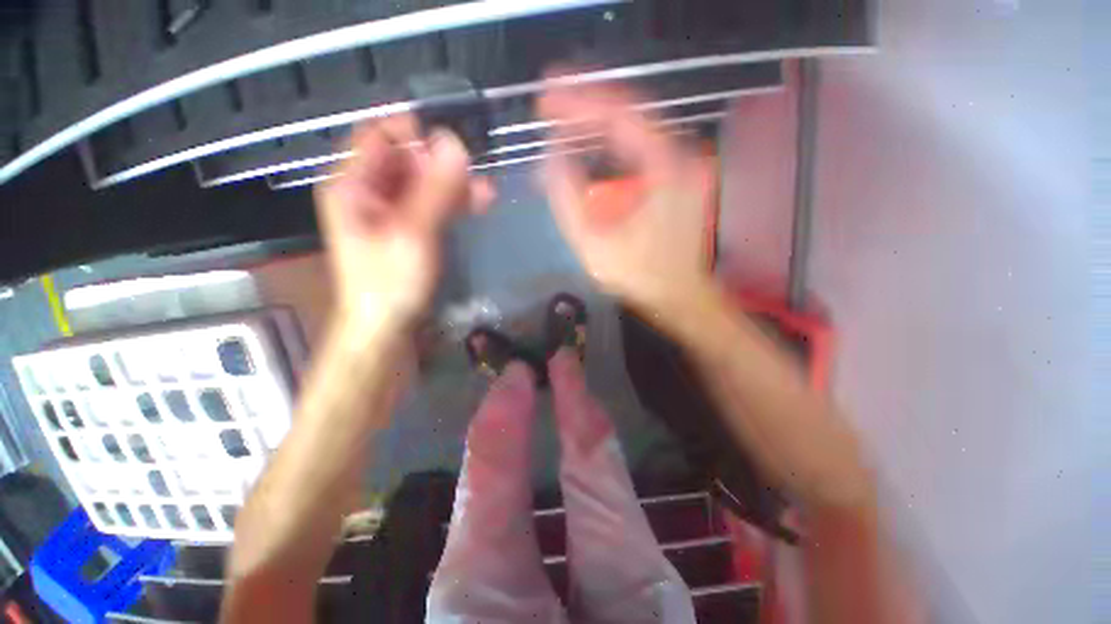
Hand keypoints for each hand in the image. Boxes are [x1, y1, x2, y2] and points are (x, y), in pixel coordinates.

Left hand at [315, 115, 492, 336]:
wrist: (387, 327)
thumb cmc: (390, 282)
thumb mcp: (413, 232)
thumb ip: (434, 188)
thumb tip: (455, 142)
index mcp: (354, 184)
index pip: (380, 135)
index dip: (414, 132)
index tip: (452, 140)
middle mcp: (370, 191)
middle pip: (407, 160)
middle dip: (443, 164)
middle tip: (477, 173)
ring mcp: (392, 210)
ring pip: (425, 183)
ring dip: (455, 185)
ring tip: (487, 192)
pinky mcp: (411, 228)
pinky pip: (433, 204)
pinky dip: (455, 202)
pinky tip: (479, 204)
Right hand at [538, 81, 716, 316]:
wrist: (679, 296)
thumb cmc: (640, 276)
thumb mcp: (594, 245)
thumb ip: (567, 199)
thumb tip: (550, 157)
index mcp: (666, 167)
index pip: (619, 115)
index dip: (578, 102)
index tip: (546, 97)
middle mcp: (680, 155)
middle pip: (629, 113)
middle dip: (585, 107)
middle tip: (550, 105)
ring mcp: (682, 165)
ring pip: (634, 129)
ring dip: (597, 123)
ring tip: (563, 121)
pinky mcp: (676, 178)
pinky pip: (640, 148)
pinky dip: (612, 143)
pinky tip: (590, 145)